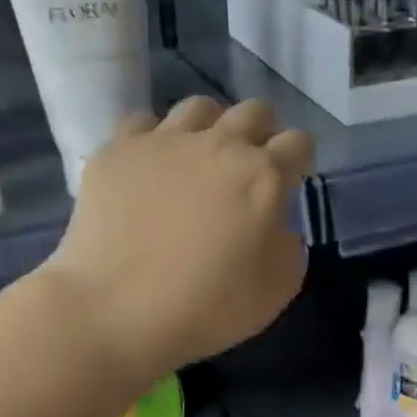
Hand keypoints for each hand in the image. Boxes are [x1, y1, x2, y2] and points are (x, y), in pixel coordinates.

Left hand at [43, 97, 313, 379]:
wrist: (116, 310)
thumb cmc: (208, 306)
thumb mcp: (277, 288)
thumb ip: (289, 245)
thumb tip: (277, 225)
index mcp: (263, 175)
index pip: (298, 143)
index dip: (300, 158)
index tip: (292, 178)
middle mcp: (218, 144)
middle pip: (253, 111)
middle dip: (261, 131)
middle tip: (250, 164)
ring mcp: (163, 141)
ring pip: (199, 107)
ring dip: (210, 126)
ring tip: (200, 157)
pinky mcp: (118, 150)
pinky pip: (142, 123)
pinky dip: (154, 139)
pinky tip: (150, 166)